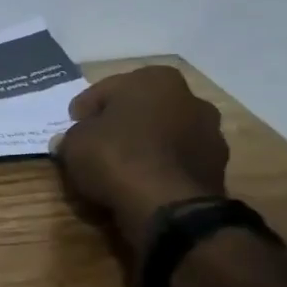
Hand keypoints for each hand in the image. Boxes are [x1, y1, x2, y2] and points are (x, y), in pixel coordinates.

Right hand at [53, 67, 228, 231]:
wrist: (169, 207)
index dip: (85, 110)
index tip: (73, 126)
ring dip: (143, 146)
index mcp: (155, 79)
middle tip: (95, 144)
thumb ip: (72, 137)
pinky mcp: (216, 167)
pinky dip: (159, 168)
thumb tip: (69, 141)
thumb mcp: (75, 144)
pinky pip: (175, 162)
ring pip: (162, 135)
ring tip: (119, 169)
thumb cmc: (117, 158)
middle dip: (120, 124)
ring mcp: (209, 133)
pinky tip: (140, 183)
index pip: (106, 90)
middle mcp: (189, 98)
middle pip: (140, 109)